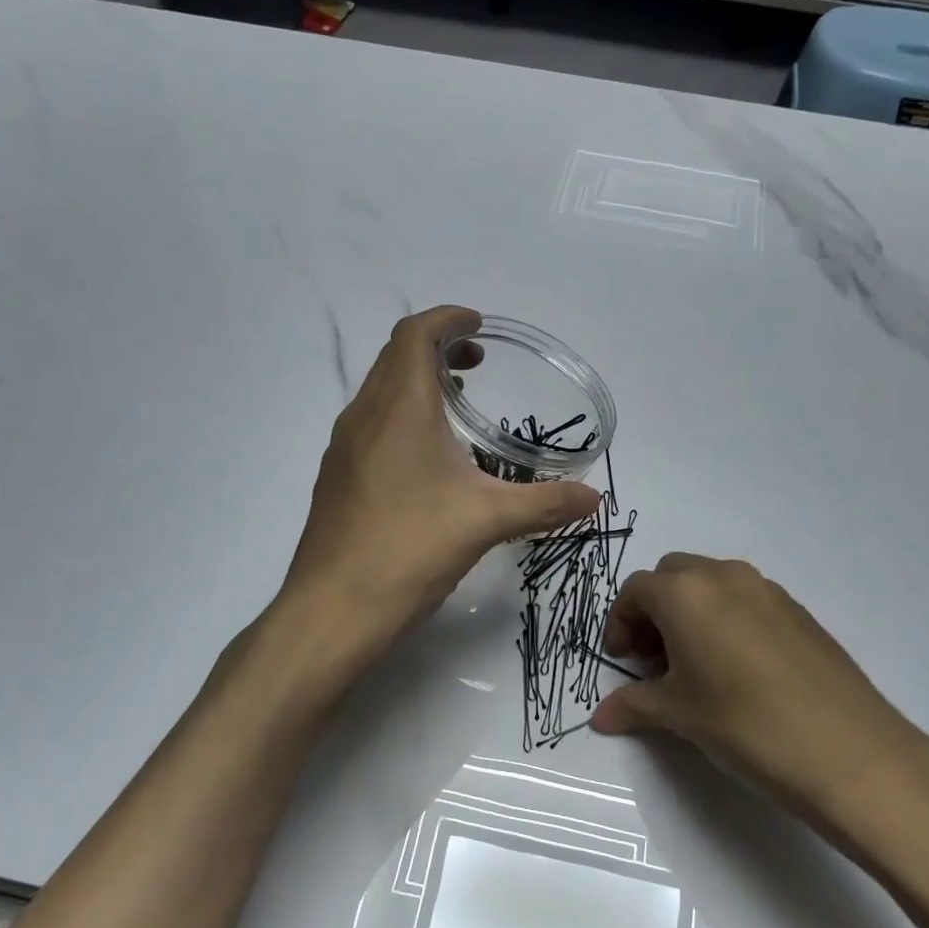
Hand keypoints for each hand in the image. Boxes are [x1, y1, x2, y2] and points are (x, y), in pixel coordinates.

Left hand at [284, 307, 599, 655]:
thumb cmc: (410, 547)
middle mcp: (364, 415)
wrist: (333, 608)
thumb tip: (595, 498)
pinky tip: (427, 459)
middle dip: (437, 347)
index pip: (415, 334)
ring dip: (416, 382)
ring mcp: (344, 448)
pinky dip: (400, 416)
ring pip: (380, 391)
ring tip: (458, 405)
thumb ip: (545, 504)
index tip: (479, 326)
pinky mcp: (337, 478)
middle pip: (396, 356)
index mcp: (399, 407)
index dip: (448, 319)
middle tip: (478, 364)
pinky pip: (371, 425)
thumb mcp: (486, 520)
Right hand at [591, 554, 928, 856]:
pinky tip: (738, 671)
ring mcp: (767, 590)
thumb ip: (634, 706)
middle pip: (672, 576)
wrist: (848, 750)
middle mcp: (724, 576)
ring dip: (691, 612)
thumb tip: (600, 717)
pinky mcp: (798, 610)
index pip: (635, 590)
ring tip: (696, 666)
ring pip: (711, 584)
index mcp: (685, 593)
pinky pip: (746, 600)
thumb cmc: (744, 724)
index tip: (622, 661)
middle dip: (654, 610)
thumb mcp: (679, 716)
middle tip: (654, 659)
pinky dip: (726, 619)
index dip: (620, 623)